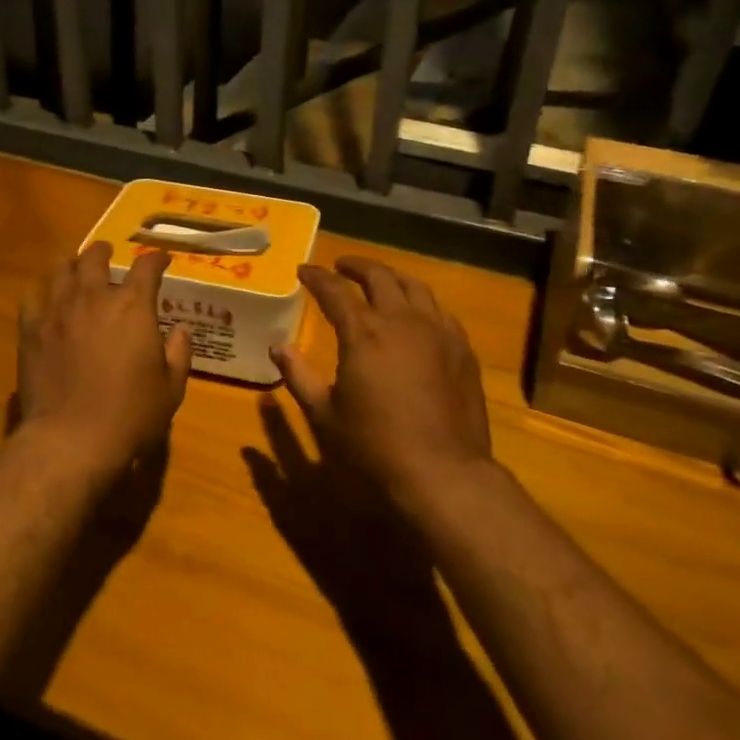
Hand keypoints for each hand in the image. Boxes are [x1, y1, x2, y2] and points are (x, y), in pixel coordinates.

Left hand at [17, 242, 192, 478]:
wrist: (71, 439)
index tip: (161, 259)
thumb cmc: (130, 415)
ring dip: (72, 264)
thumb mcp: (171, 389)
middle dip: (105, 251)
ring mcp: (57, 310)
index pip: (147, 266)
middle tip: (108, 252)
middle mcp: (94, 297)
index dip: (156, 259)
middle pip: (96, 257)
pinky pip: (32, 296)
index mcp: (133, 306)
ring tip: (76, 267)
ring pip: (61, 269)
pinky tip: (46, 296)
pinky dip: (43, 290)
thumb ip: (178, 354)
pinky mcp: (30, 329)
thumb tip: (180, 332)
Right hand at [272, 256, 494, 505]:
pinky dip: (421, 302)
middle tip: (340, 267)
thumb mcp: (324, 414)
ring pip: (415, 287)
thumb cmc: (373, 447)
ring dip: (391, 277)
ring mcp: (438, 332)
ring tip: (379, 280)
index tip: (303, 271)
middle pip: (379, 277)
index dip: (316, 277)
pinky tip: (416, 313)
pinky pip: (440, 311)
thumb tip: (277, 347)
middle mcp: (402, 321)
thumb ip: (299, 376)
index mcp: (364, 333)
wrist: (442, 473)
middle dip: (356, 267)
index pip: (335, 291)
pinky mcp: (462, 350)